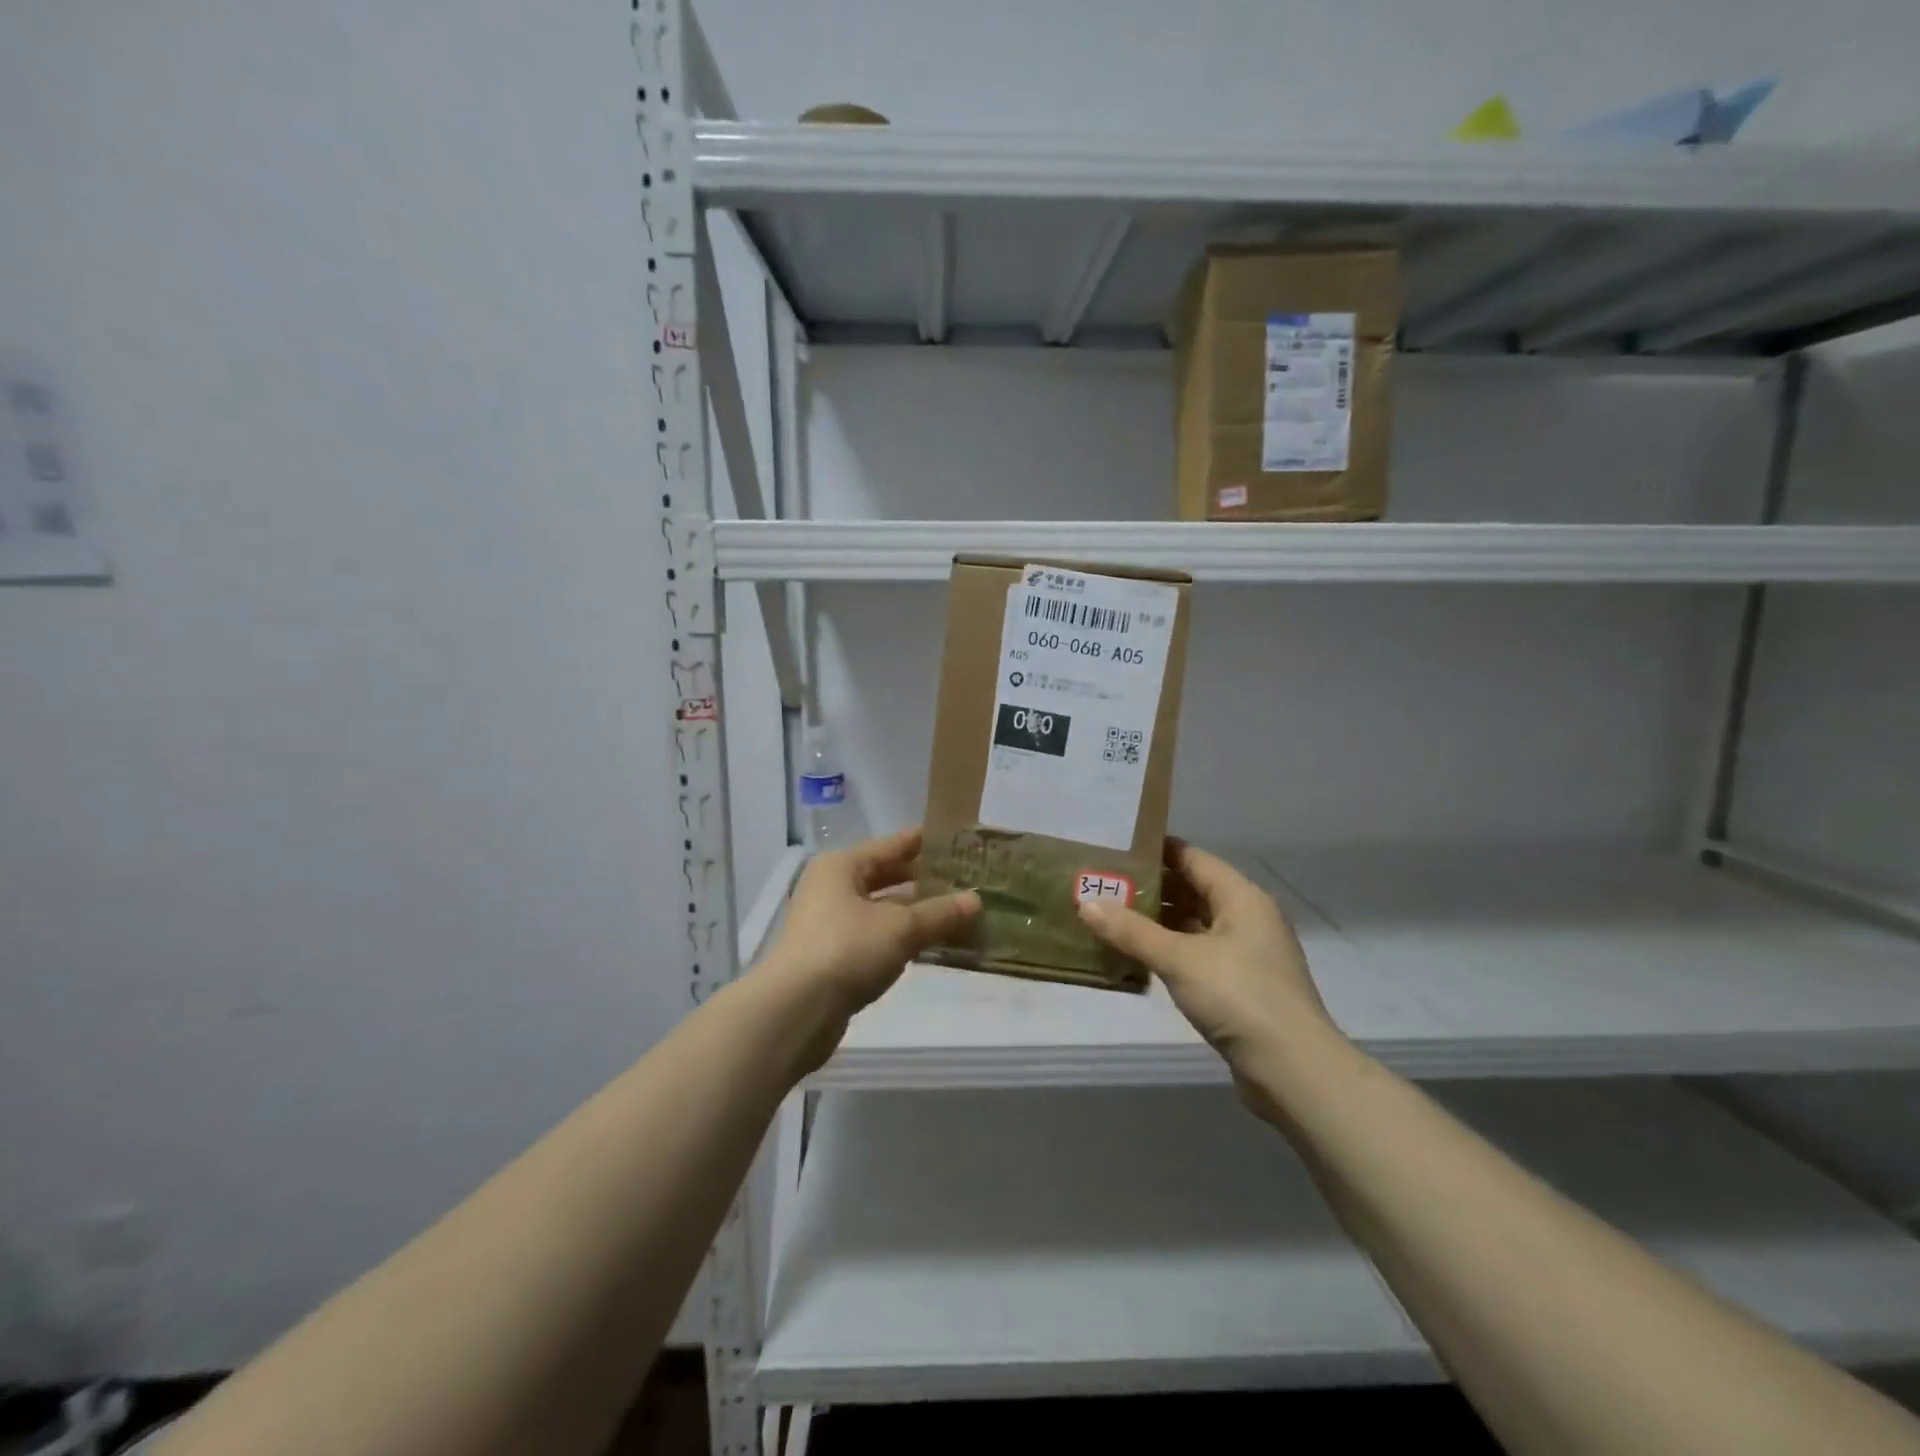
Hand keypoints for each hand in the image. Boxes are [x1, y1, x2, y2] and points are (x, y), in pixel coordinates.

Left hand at [762, 827, 980, 1023]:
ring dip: (917, 913)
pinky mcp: (833, 957)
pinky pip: (877, 937)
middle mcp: (832, 887)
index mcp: (842, 866)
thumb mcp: (901, 928)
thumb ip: (940, 913)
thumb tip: (977, 900)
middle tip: (967, 880)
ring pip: (883, 910)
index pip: (892, 845)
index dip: (926, 842)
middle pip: (886, 876)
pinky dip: (902, 938)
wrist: (795, 1012)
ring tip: (959, 914)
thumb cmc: (847, 950)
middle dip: (925, 881)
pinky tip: (932, 945)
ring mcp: (830, 923)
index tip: (959, 840)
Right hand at [1078, 841, 1340, 1112]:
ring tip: (1112, 917)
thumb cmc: (1239, 997)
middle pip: (1193, 890)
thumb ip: (1131, 930)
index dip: (1156, 850)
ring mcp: (1246, 953)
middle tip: (1104, 885)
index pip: (1193, 858)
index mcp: (1241, 897)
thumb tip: (1086, 902)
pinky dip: (1170, 951)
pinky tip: (1138, 956)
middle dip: (1151, 888)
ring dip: (1158, 922)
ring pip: (1195, 924)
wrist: (1293, 1070)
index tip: (1115, 849)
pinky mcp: (1241, 985)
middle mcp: (1247, 917)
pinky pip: (1198, 954)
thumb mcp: (1179, 959)